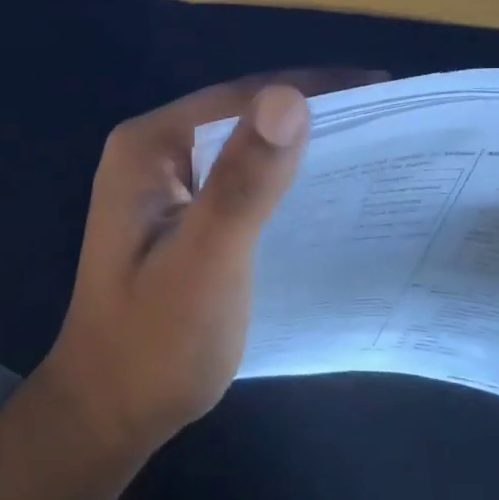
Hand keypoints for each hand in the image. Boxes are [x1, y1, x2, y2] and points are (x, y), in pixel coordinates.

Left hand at [41, 72, 371, 456]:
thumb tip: (290, 96)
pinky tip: (321, 186)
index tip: (380, 89)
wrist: (111, 412)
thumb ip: (244, 182)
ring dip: (299, 143)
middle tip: (387, 116)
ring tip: (370, 144)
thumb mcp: (206, 263)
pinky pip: (238, 177)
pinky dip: (280, 176)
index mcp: (148, 147)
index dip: (311, 87)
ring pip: (243, 145)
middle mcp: (152, 151)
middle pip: (242, 114)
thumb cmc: (156, 344)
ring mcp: (164, 182)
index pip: (240, 97)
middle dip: (311, 111)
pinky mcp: (180, 211)